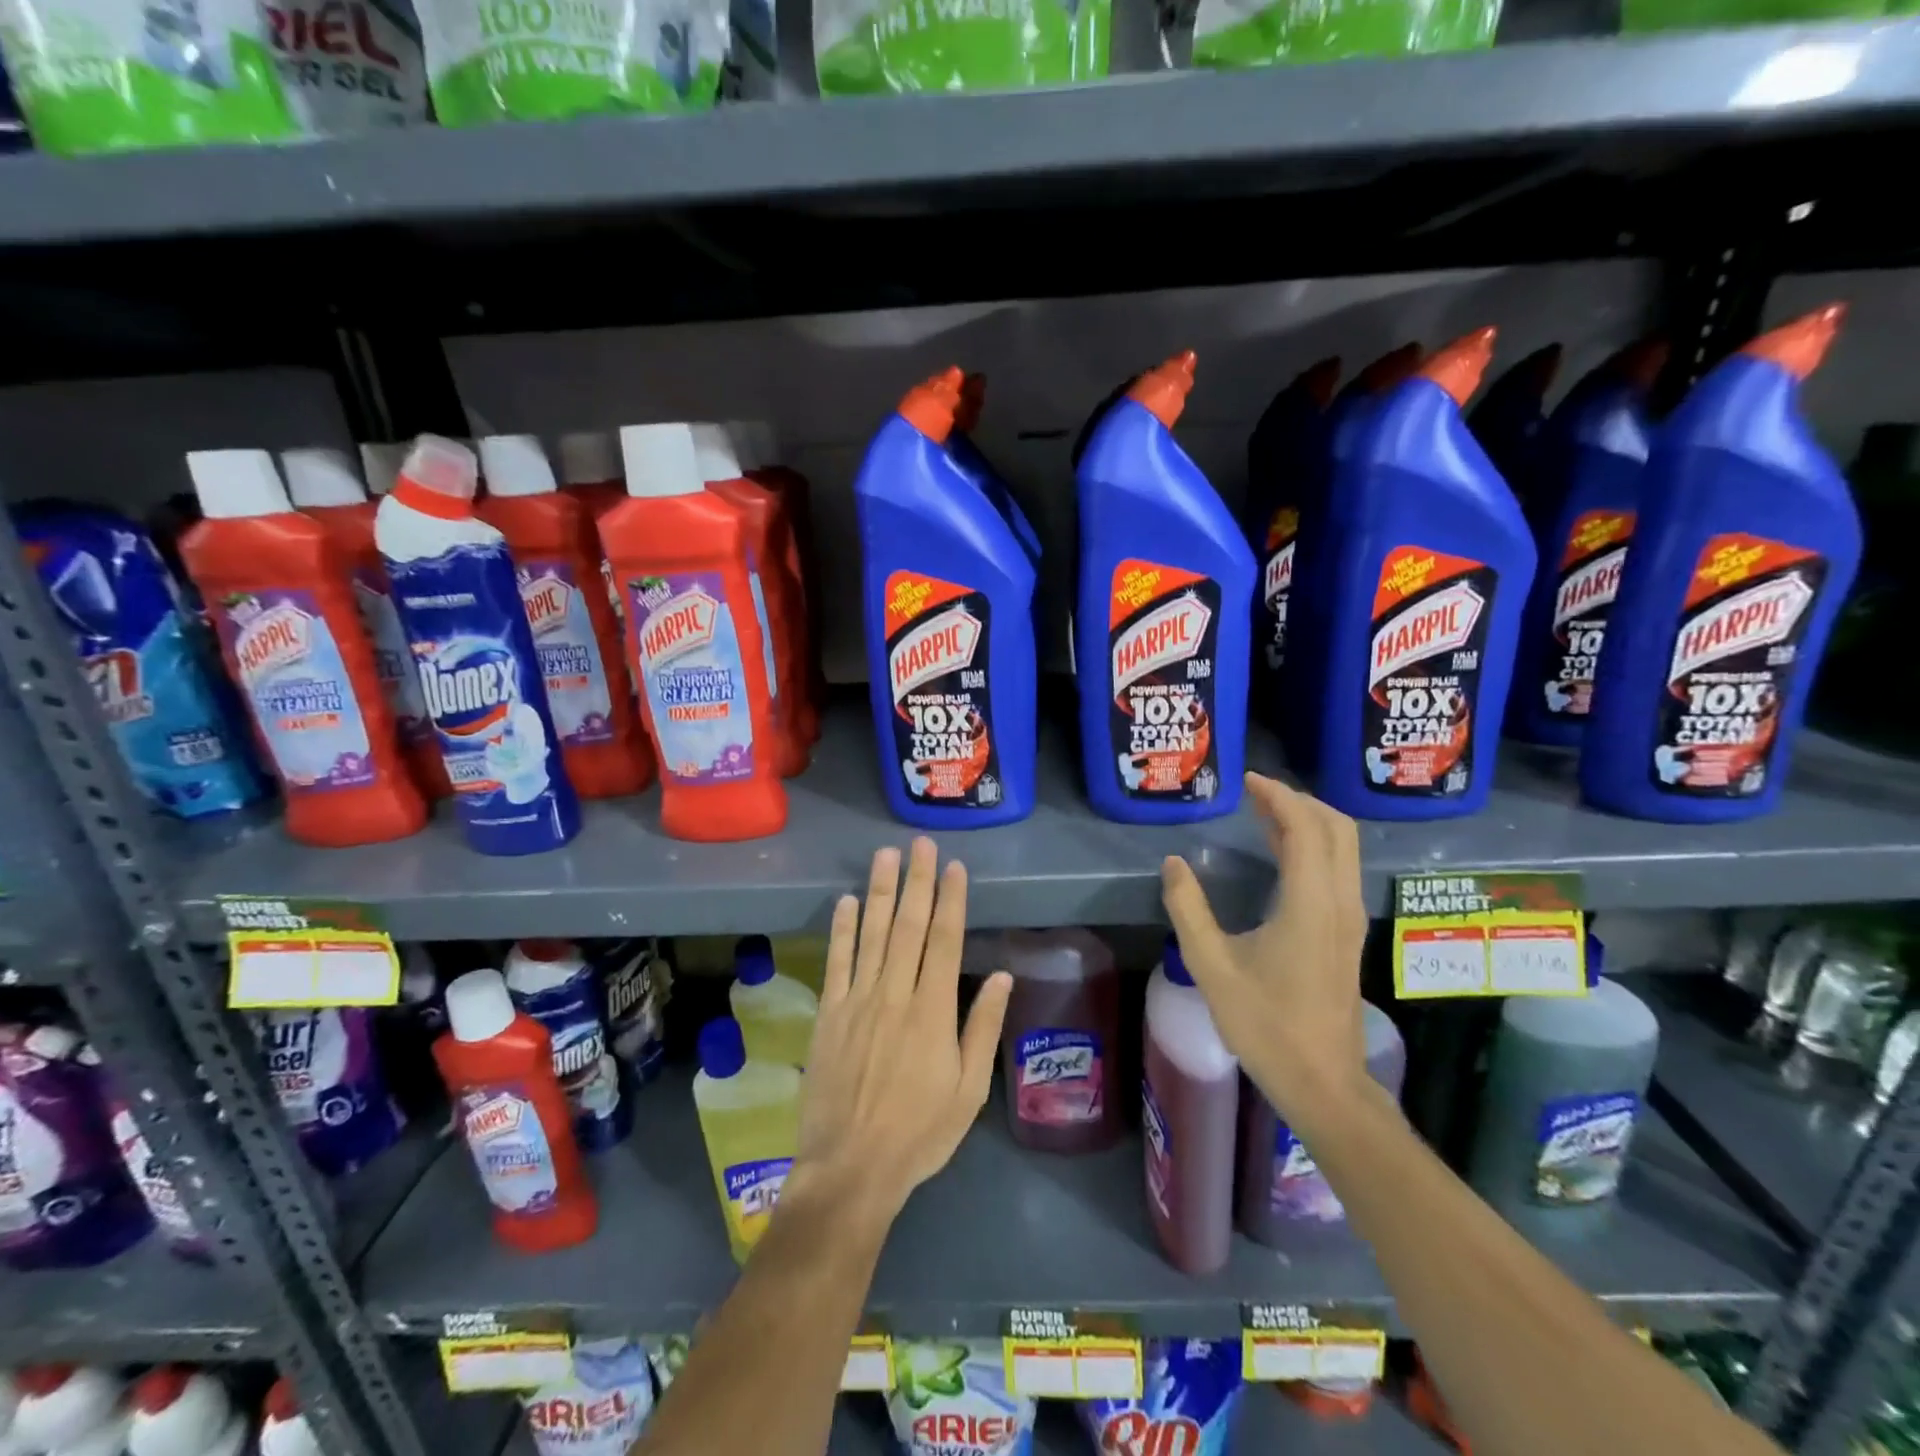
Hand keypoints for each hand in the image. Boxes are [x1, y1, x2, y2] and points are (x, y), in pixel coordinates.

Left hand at [789, 839, 1012, 1229]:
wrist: (850, 1168)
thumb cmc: (919, 1132)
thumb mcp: (968, 1090)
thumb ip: (982, 1028)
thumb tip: (1001, 975)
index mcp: (933, 1012)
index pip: (944, 941)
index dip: (950, 900)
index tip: (953, 868)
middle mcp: (895, 995)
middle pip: (908, 926)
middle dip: (917, 881)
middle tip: (920, 844)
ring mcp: (858, 1001)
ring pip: (871, 934)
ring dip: (879, 892)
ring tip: (885, 856)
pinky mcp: (829, 1014)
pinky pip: (836, 963)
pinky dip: (841, 930)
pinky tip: (846, 902)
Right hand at [1159, 773, 1371, 1125]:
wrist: (1322, 1082)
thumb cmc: (1265, 1025)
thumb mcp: (1212, 967)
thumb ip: (1188, 910)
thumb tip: (1173, 864)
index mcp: (1309, 905)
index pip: (1305, 829)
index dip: (1278, 797)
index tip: (1248, 780)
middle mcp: (1338, 903)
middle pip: (1337, 829)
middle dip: (1300, 801)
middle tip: (1258, 792)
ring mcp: (1348, 919)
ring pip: (1343, 848)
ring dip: (1309, 821)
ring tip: (1266, 813)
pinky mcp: (1346, 934)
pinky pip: (1338, 869)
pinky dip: (1315, 845)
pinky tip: (1283, 854)